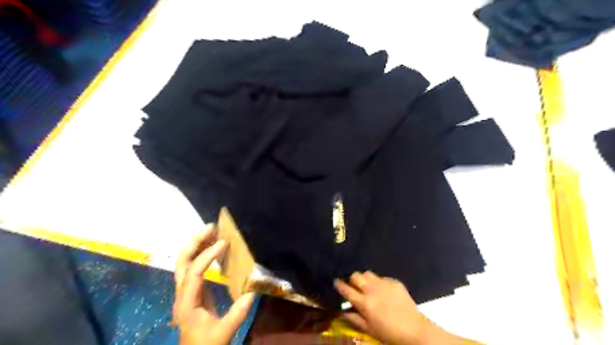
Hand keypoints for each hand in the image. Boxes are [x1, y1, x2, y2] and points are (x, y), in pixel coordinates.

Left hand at [173, 224, 254, 344]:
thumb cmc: (207, 344)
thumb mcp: (224, 332)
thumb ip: (238, 313)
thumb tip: (252, 291)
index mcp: (187, 303)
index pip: (193, 273)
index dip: (207, 256)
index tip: (224, 243)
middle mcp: (182, 294)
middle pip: (181, 262)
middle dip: (194, 242)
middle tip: (211, 227)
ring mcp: (185, 291)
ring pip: (184, 262)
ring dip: (196, 244)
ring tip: (212, 231)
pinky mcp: (192, 290)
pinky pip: (192, 267)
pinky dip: (201, 253)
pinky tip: (212, 247)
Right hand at [334, 272, 425, 344]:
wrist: (414, 330)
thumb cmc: (389, 333)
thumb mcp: (369, 329)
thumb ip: (355, 319)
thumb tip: (342, 312)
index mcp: (364, 303)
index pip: (347, 290)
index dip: (339, 285)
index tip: (336, 282)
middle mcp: (372, 290)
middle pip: (356, 276)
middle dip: (352, 279)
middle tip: (353, 285)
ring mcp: (384, 284)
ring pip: (368, 273)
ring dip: (365, 278)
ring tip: (367, 285)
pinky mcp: (394, 282)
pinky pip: (382, 277)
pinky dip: (379, 282)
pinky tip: (383, 290)